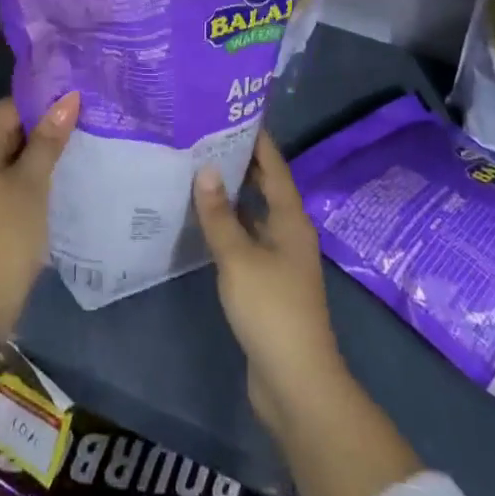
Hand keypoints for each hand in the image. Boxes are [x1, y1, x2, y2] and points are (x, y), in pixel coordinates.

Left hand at [0, 93, 78, 352]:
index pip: (11, 108)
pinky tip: (31, 191)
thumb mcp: (33, 185)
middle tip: (72, 145)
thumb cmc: (4, 237)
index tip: (75, 122)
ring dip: (20, 160)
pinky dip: (3, 179)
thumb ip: (49, 139)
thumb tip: (69, 98)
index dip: (45, 112)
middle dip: (33, 137)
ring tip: (57, 167)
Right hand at [194, 132, 347, 434]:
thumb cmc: (271, 310)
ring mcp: (280, 261)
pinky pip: (246, 241)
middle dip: (240, 162)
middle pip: (265, 188)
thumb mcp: (239, 258)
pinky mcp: (267, 285)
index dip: (257, 139)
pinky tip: (202, 223)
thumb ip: (219, 215)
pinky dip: (228, 226)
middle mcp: (289, 234)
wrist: (296, 383)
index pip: (274, 167)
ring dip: (231, 195)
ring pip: (254, 215)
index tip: (234, 111)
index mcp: (290, 220)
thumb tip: (205, 169)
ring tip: (197, 171)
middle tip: (205, 137)